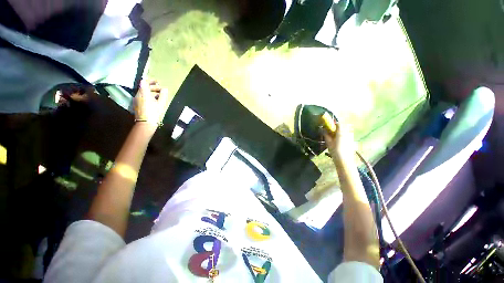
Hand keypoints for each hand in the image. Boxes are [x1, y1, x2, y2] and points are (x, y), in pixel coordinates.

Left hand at [134, 80, 168, 130]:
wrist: (145, 123)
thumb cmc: (154, 112)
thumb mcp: (161, 103)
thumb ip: (163, 95)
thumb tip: (165, 89)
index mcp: (143, 93)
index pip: (144, 82)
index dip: (151, 81)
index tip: (158, 82)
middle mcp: (138, 94)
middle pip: (144, 87)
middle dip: (153, 87)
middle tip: (161, 90)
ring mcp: (137, 99)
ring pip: (143, 92)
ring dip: (151, 92)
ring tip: (159, 96)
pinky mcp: (137, 104)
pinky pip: (143, 97)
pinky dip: (148, 96)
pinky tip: (155, 101)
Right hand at [323, 121, 355, 159]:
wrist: (344, 161)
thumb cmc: (335, 151)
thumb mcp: (328, 142)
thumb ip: (326, 134)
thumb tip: (322, 129)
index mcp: (341, 132)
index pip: (338, 123)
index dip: (333, 124)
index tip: (328, 127)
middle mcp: (347, 132)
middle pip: (343, 126)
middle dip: (337, 128)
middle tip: (331, 132)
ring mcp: (351, 137)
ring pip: (346, 131)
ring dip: (340, 132)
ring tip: (334, 137)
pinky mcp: (352, 141)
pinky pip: (347, 135)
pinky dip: (343, 136)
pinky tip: (339, 142)